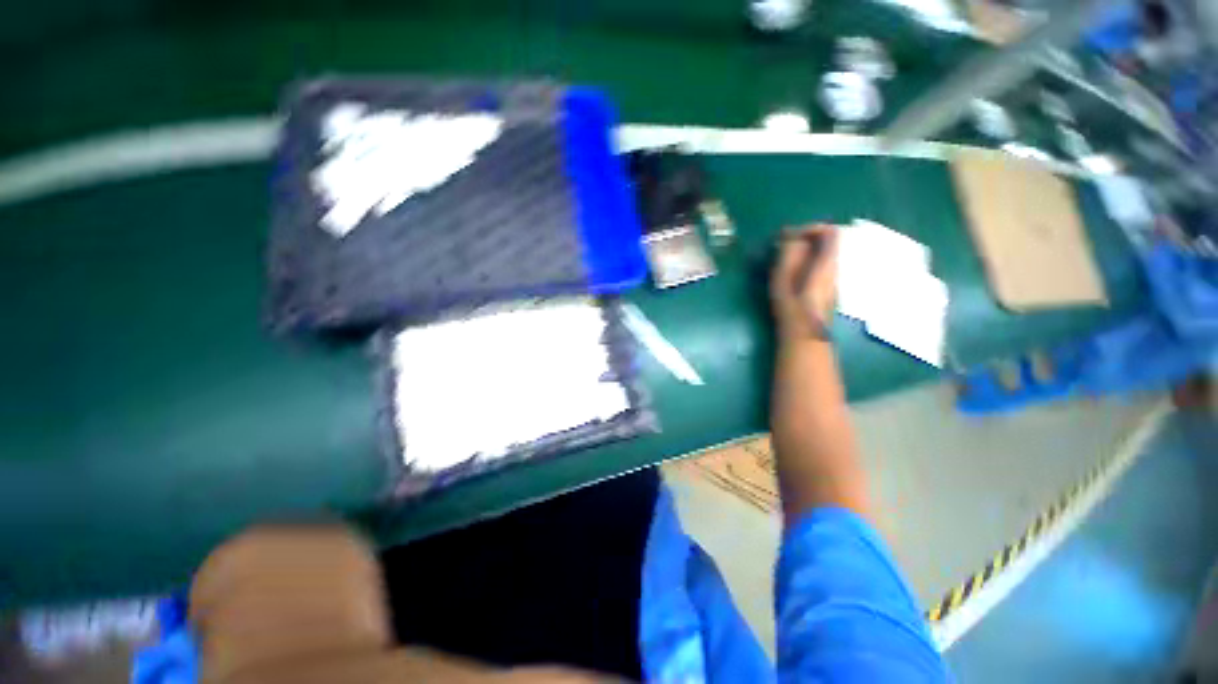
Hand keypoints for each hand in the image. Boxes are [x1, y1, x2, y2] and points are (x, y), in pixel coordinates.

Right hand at [770, 225, 838, 342]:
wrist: (804, 335)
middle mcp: (834, 268)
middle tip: (784, 246)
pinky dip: (807, 263)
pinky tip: (792, 275)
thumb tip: (791, 236)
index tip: (791, 235)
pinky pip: (820, 267)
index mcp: (826, 263)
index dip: (812, 228)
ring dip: (805, 252)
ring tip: (784, 259)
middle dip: (806, 239)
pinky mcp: (827, 289)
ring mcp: (832, 280)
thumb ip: (789, 254)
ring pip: (823, 256)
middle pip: (828, 243)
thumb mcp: (784, 277)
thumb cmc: (791, 306)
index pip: (830, 232)